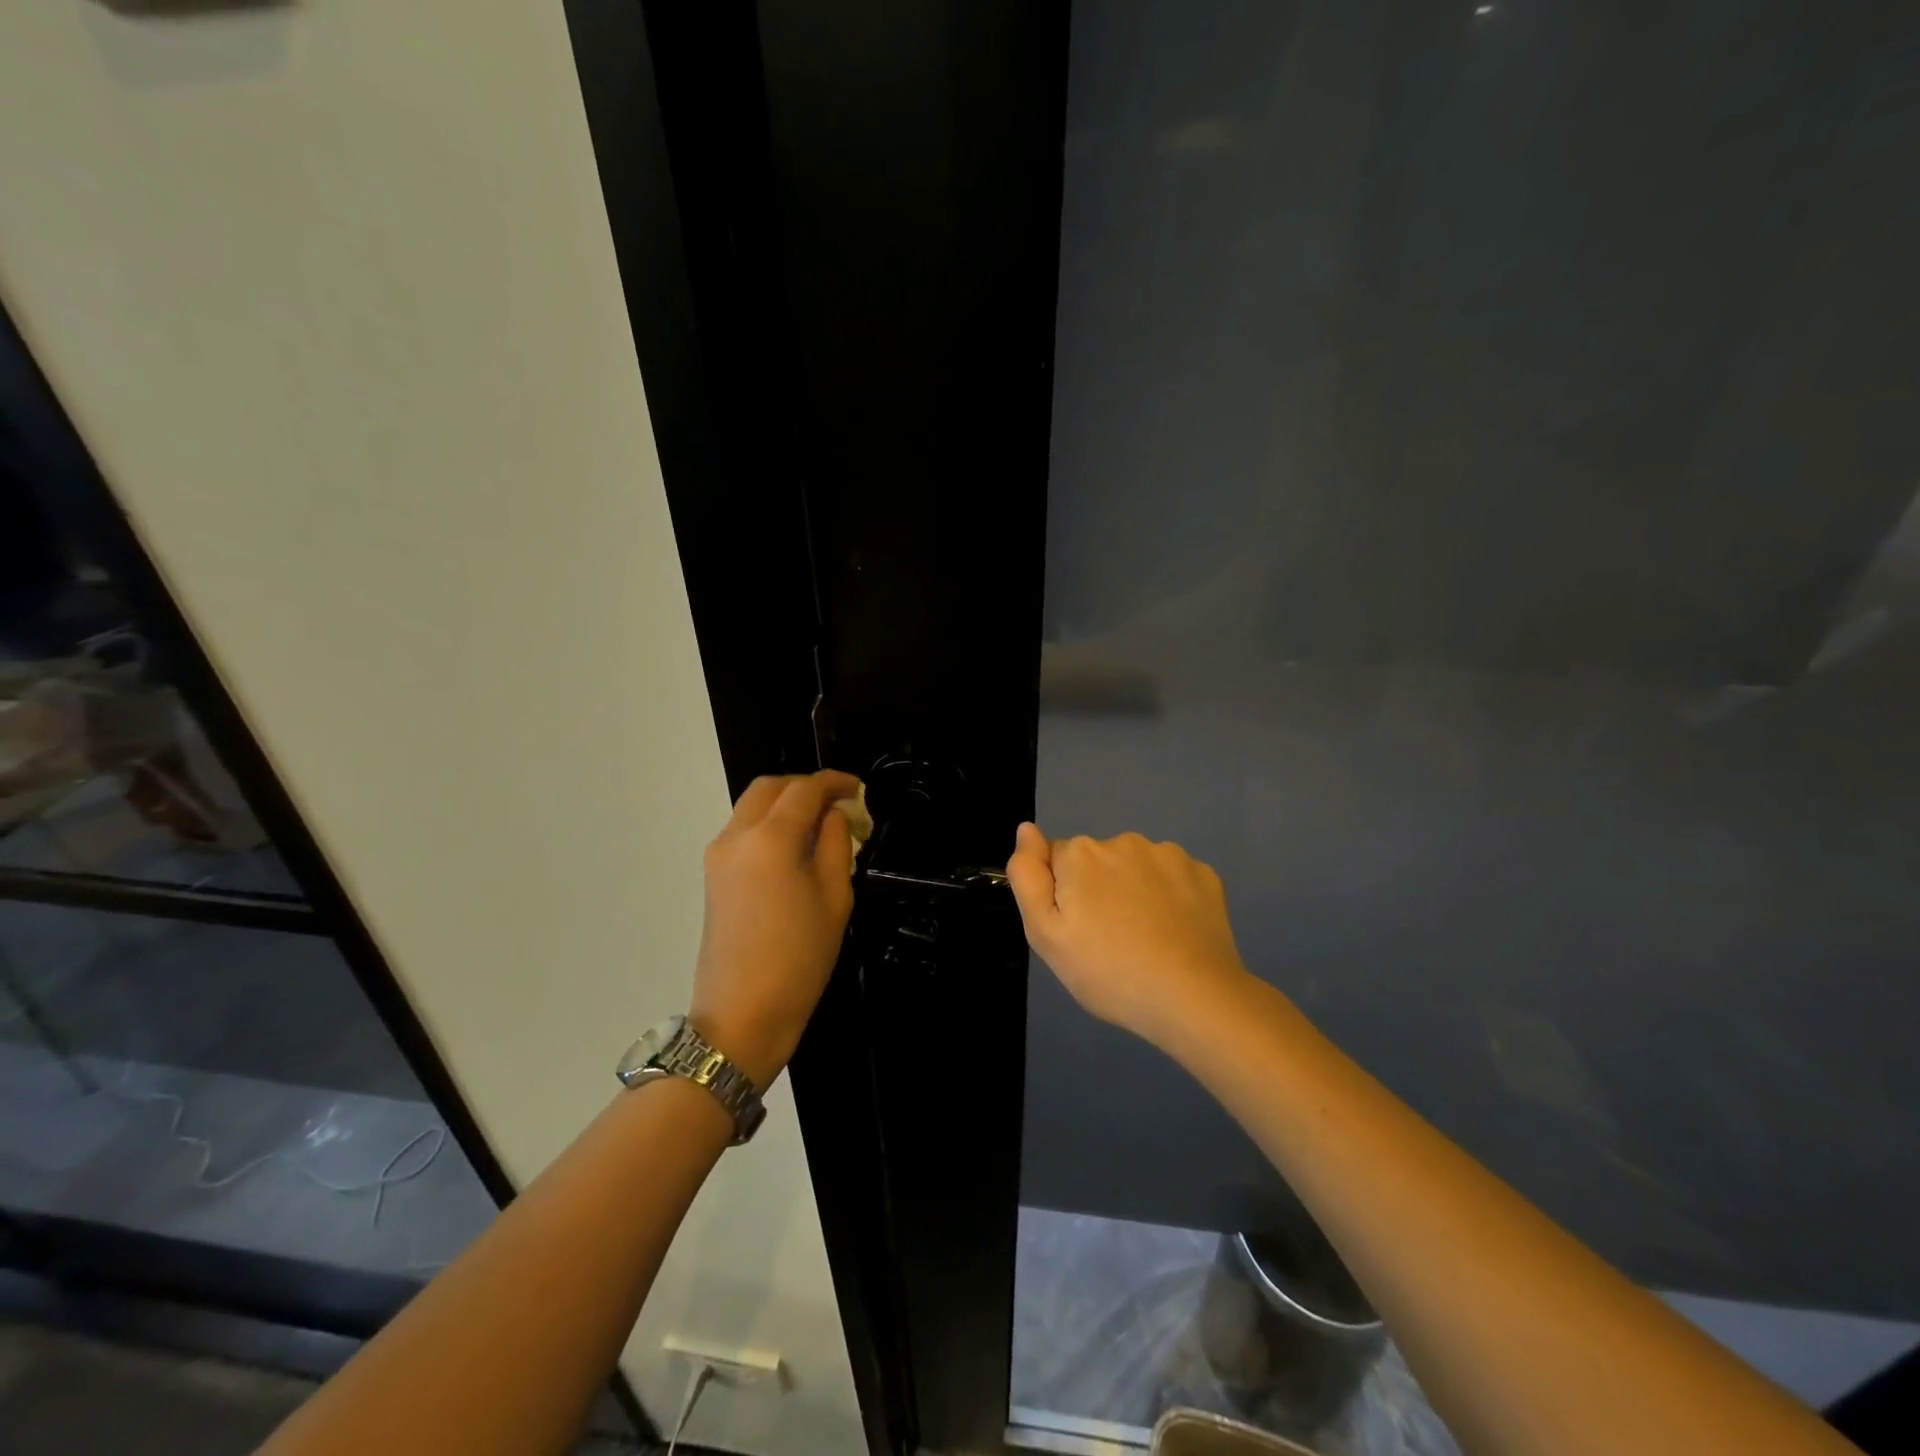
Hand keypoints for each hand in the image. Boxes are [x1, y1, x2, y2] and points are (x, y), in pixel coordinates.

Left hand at [691, 770, 859, 1087]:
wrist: (742, 1015)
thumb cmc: (799, 958)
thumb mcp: (834, 898)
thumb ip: (835, 844)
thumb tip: (834, 815)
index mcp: (770, 839)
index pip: (804, 790)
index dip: (834, 783)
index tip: (858, 789)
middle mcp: (736, 836)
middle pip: (770, 788)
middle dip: (805, 787)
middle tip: (838, 804)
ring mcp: (718, 855)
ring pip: (752, 806)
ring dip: (785, 804)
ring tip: (820, 825)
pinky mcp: (713, 876)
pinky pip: (743, 831)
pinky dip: (769, 824)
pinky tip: (795, 848)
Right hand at [1006, 825, 1254, 1047]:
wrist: (1193, 998)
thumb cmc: (1108, 972)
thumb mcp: (1045, 935)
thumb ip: (1028, 876)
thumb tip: (1026, 829)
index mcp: (1081, 853)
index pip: (1057, 862)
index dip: (1062, 897)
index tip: (1077, 931)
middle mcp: (1123, 841)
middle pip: (1097, 862)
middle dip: (1097, 890)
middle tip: (1108, 941)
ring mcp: (1169, 855)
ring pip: (1137, 868)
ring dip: (1134, 891)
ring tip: (1145, 941)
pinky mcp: (1204, 873)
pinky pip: (1173, 879)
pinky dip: (1171, 898)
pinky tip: (1175, 933)